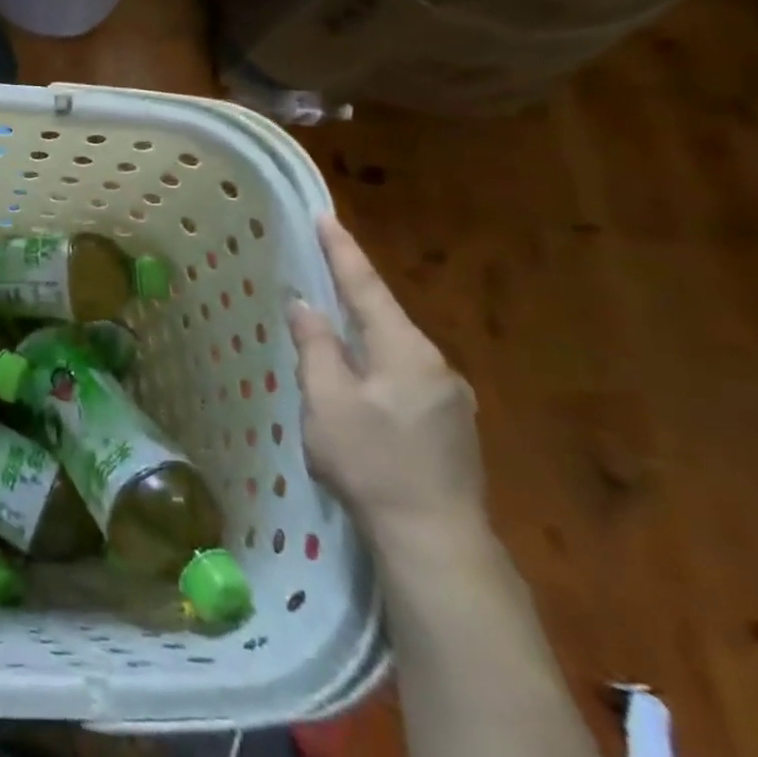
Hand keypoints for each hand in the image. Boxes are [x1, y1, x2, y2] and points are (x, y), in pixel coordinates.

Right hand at [289, 215, 485, 552]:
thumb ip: (315, 347)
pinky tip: (359, 384)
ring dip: (362, 333)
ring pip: (394, 348)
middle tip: (318, 268)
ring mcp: (450, 397)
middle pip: (383, 315)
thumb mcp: (326, 402)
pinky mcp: (451, 425)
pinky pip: (405, 375)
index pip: (366, 287)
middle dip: (350, 291)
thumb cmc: (372, 464)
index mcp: (405, 351)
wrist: (436, 540)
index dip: (342, 251)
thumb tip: (305, 306)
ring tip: (329, 330)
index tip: (324, 216)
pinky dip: (376, 363)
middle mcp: (435, 364)